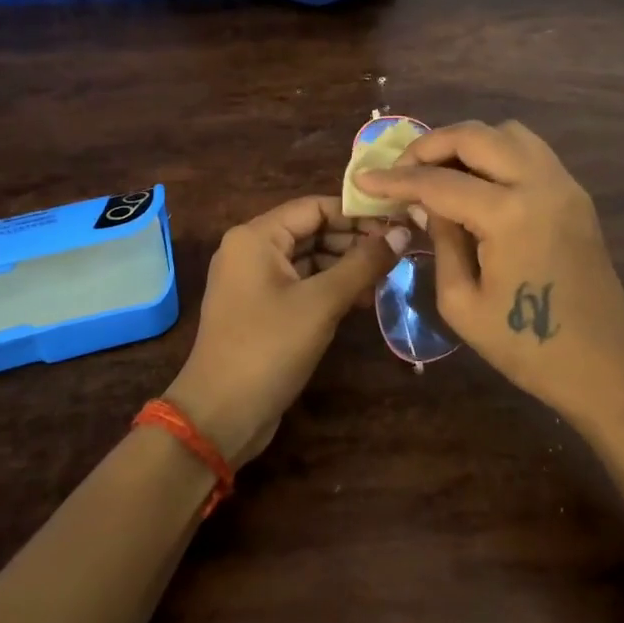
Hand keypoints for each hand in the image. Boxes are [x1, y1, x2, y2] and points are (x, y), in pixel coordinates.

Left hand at [165, 198, 409, 466]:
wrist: (220, 415)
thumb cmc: (268, 348)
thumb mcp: (321, 302)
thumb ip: (363, 264)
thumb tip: (402, 232)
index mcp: (256, 237)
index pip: (314, 207)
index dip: (357, 213)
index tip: (398, 222)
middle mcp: (250, 250)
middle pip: (312, 230)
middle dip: (354, 241)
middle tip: (400, 252)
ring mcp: (254, 281)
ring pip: (309, 259)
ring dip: (346, 266)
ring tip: (388, 278)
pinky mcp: (261, 308)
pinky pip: (301, 284)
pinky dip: (330, 288)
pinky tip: (364, 300)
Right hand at [356, 121, 623, 422]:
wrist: (603, 366)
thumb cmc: (526, 347)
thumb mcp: (462, 303)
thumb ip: (441, 240)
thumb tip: (426, 203)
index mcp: (510, 214)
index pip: (439, 182)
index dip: (395, 179)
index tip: (363, 178)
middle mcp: (541, 184)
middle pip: (476, 136)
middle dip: (430, 146)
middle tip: (402, 169)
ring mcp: (564, 185)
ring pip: (508, 133)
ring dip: (467, 143)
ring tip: (439, 172)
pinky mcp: (575, 195)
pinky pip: (530, 152)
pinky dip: (496, 154)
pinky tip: (476, 183)